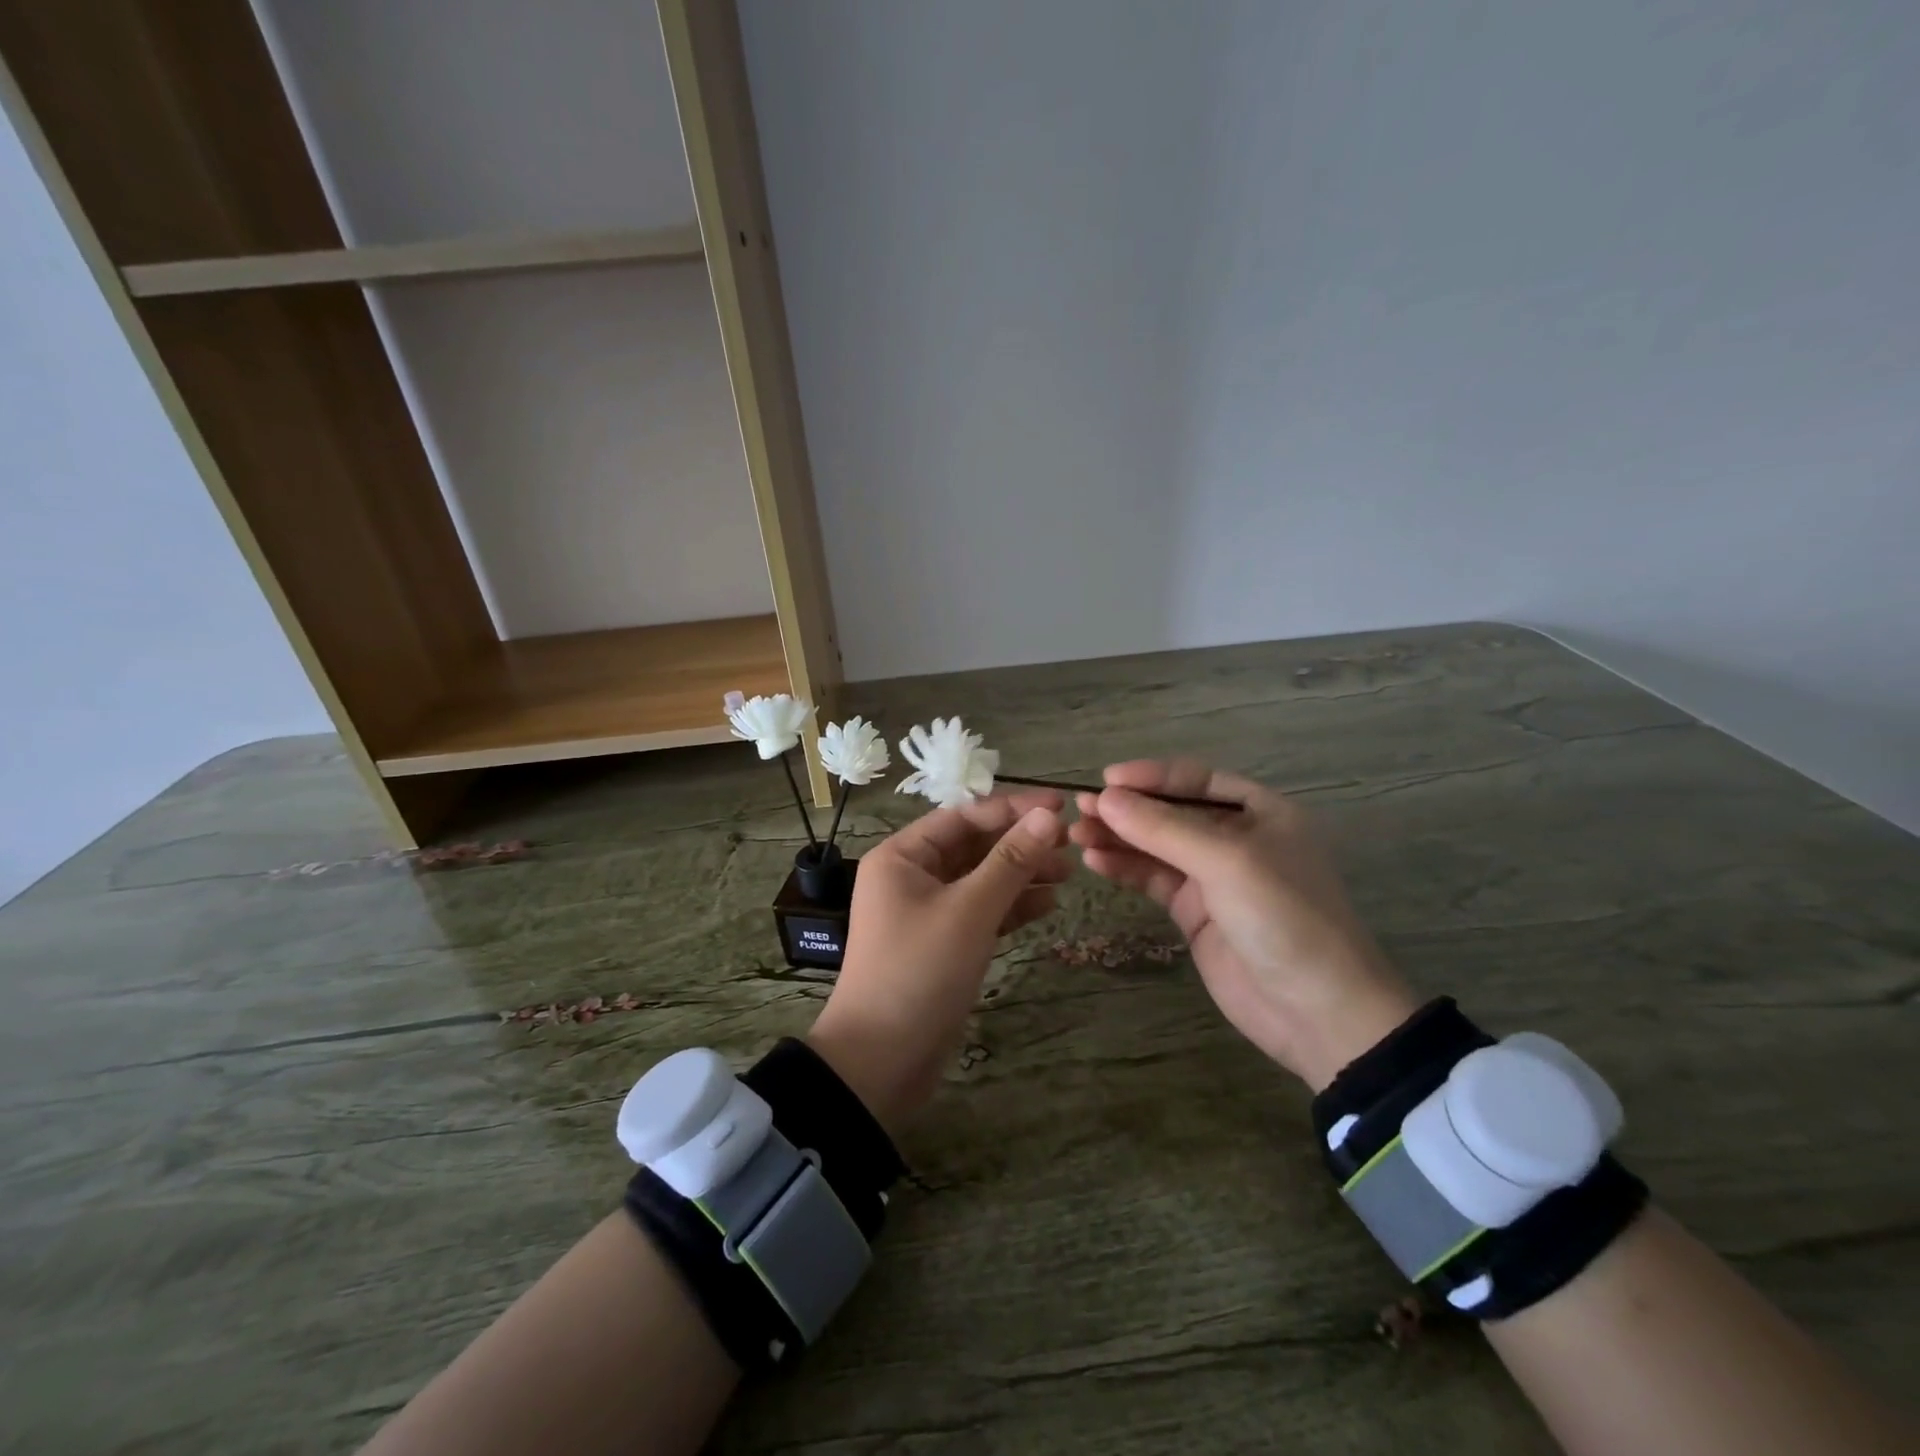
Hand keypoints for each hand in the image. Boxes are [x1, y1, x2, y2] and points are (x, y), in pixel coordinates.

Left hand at [807, 791, 1069, 1129]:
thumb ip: (1011, 861)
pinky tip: (1048, 905)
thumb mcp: (969, 911)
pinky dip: (1011, 907)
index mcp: (903, 856)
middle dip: (1020, 843)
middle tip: (1071, 843)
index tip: (1061, 806)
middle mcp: (911, 876)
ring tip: (1069, 874)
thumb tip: (1049, 817)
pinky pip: (980, 912)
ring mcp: (926, 911)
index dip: (1013, 808)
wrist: (881, 1061)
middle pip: (973, 846)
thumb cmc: (919, 972)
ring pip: (980, 879)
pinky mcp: (942, 944)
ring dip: (1021, 875)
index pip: (964, 816)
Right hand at [1070, 759, 1415, 1089]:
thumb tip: (1104, 798)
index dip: (1150, 776)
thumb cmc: (1284, 918)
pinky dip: (1125, 869)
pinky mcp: (1195, 913)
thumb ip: (1163, 829)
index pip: (1195, 781)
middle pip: (1170, 812)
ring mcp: (1214, 877)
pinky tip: (1096, 862)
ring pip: (1156, 846)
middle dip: (1127, 809)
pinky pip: (1154, 880)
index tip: (1105, 779)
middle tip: (1079, 808)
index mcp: (1260, 812)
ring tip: (1076, 834)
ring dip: (1118, 838)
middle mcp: (1236, 838)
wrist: (1317, 1012)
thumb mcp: (1227, 862)